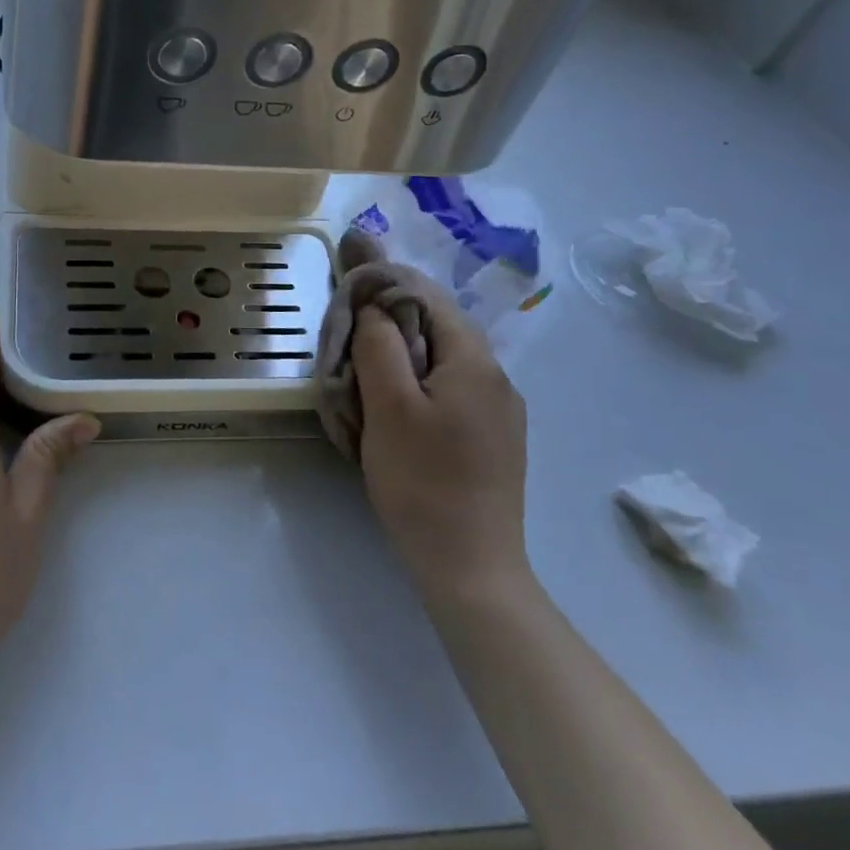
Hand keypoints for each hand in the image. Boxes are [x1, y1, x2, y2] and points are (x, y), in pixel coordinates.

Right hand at [351, 274, 530, 605]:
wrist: (471, 568)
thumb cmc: (422, 481)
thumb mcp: (388, 406)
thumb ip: (379, 344)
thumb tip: (376, 305)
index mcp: (475, 361)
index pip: (428, 297)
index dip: (387, 283)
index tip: (348, 280)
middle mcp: (497, 378)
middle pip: (439, 325)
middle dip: (393, 318)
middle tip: (349, 327)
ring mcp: (500, 411)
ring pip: (444, 358)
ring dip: (404, 351)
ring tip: (365, 365)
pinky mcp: (494, 439)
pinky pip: (452, 388)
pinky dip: (420, 380)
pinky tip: (396, 403)